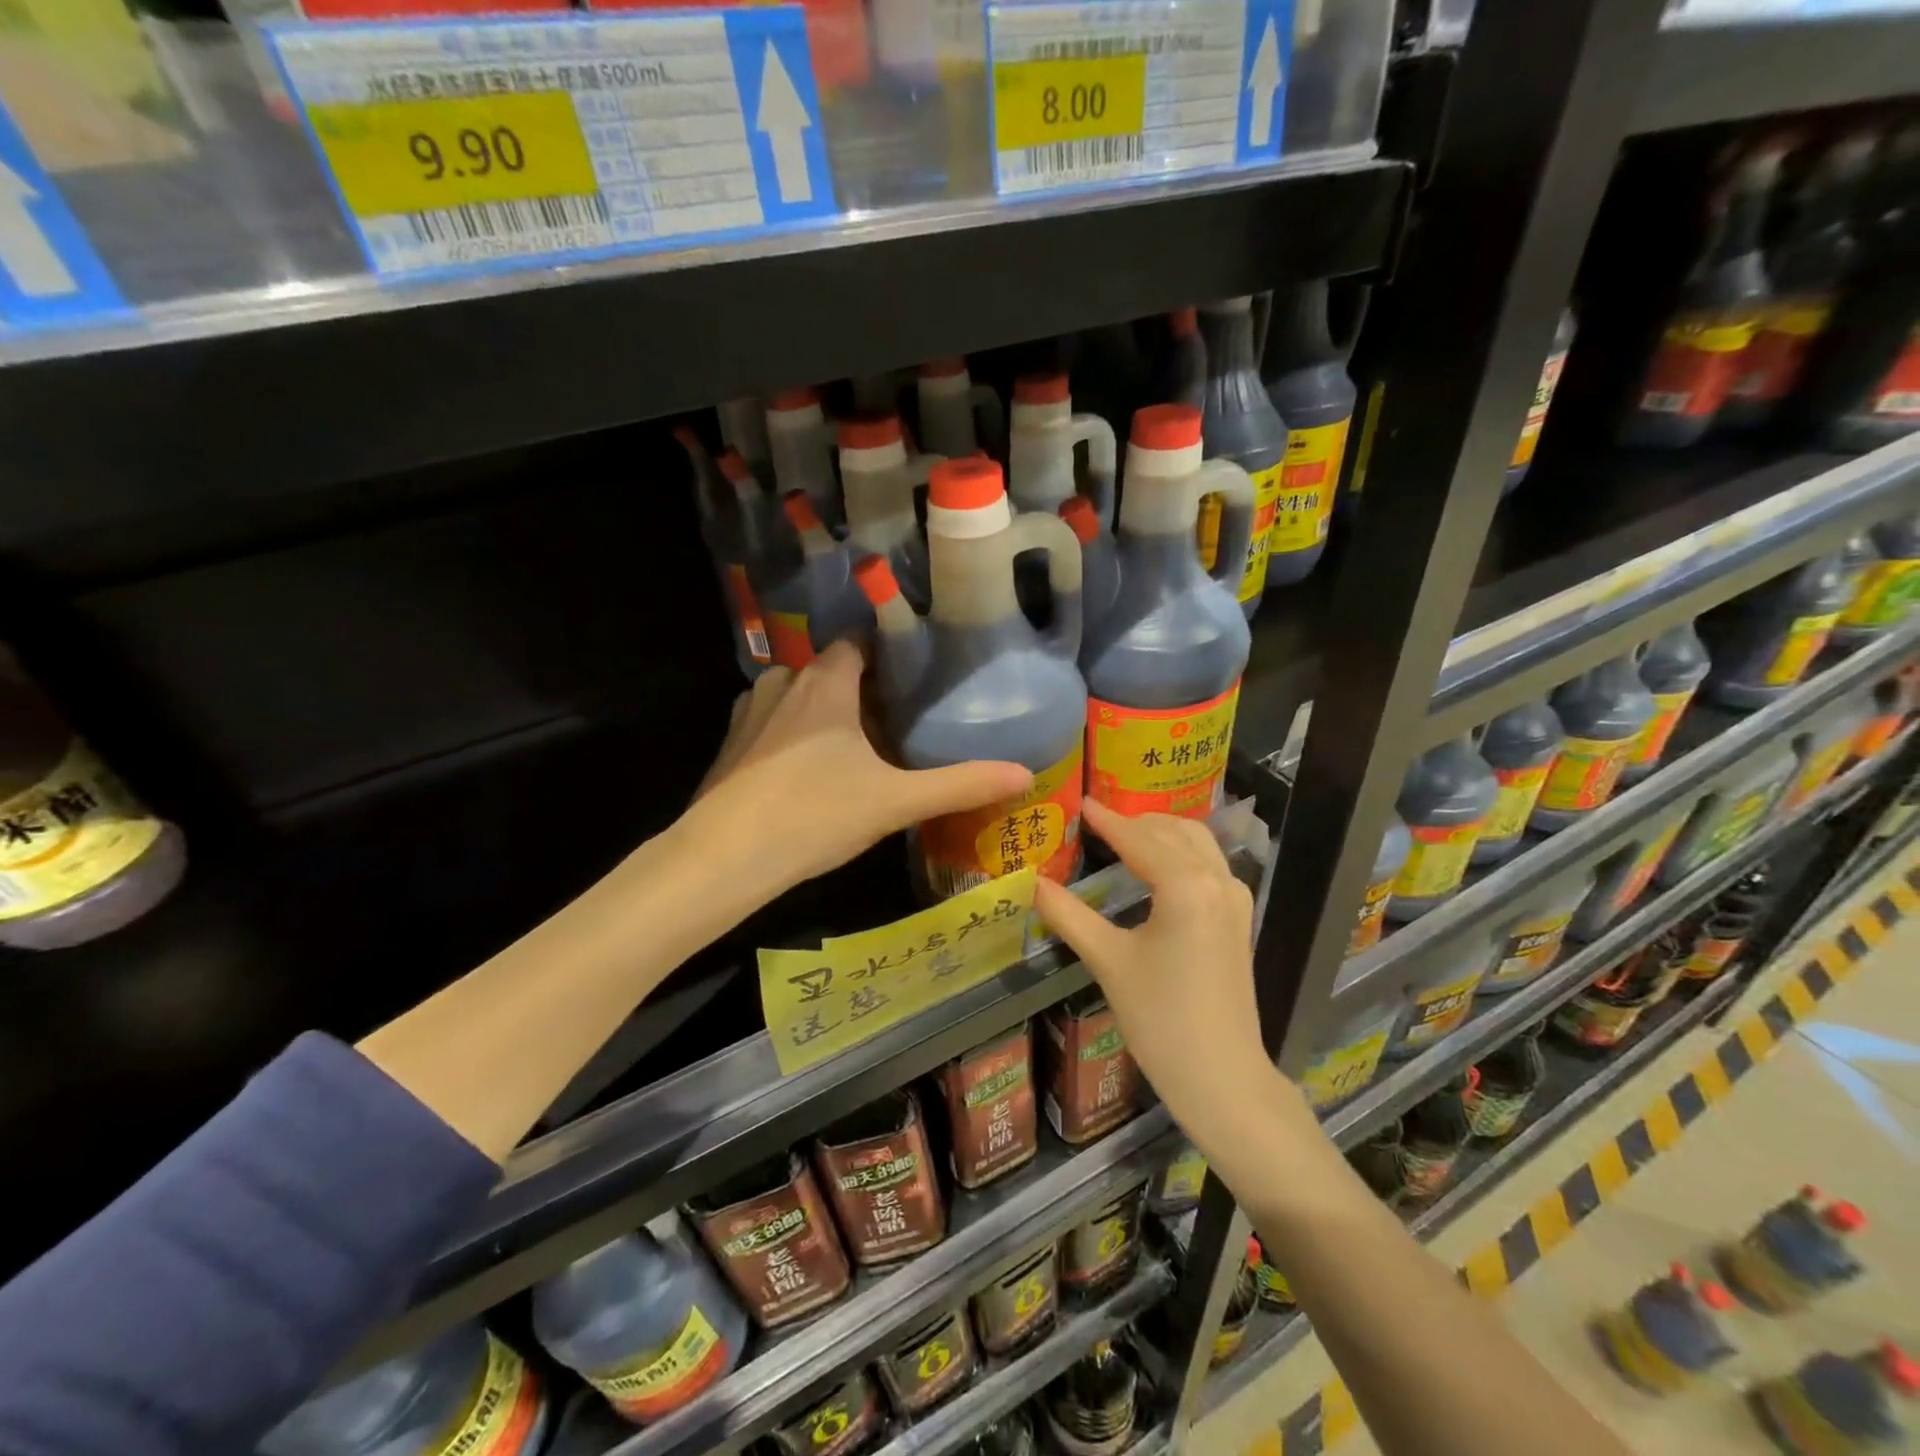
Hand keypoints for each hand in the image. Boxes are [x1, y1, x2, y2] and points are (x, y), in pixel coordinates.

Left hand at [684, 641, 1032, 905]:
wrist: (721, 859)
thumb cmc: (813, 814)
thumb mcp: (895, 801)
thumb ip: (960, 784)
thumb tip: (1026, 773)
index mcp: (824, 681)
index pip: (861, 641)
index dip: (892, 652)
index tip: (920, 672)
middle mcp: (784, 682)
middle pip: (833, 670)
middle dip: (865, 689)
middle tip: (902, 718)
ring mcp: (750, 712)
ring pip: (801, 697)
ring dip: (828, 713)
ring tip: (862, 745)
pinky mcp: (731, 745)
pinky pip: (774, 724)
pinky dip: (797, 735)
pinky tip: (814, 772)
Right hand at [1035, 800, 1279, 1149]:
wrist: (1221, 1076)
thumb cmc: (1160, 1018)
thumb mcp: (1107, 962)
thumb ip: (1067, 915)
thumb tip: (1031, 882)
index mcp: (1185, 885)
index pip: (1137, 838)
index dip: (1105, 820)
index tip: (1079, 802)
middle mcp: (1217, 879)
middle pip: (1171, 831)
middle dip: (1133, 821)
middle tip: (1094, 822)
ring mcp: (1234, 897)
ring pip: (1196, 842)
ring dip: (1160, 832)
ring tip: (1121, 836)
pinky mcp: (1238, 917)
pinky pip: (1208, 863)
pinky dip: (1180, 851)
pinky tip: (1155, 867)